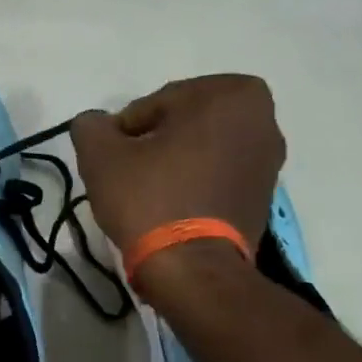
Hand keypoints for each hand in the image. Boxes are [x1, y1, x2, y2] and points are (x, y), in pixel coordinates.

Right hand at [70, 74, 285, 254]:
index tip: (112, 159)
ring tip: (148, 194)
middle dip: (154, 143)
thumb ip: (91, 127)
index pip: (155, 103)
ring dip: (174, 163)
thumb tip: (95, 124)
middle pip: (183, 123)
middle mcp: (262, 118)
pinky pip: (218, 175)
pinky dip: (195, 184)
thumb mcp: (100, 155)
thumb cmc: (149, 198)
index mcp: (229, 94)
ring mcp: (270, 159)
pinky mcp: (265, 195)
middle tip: (127, 174)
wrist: (192, 267)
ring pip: (201, 149)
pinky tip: (171, 208)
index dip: (124, 131)